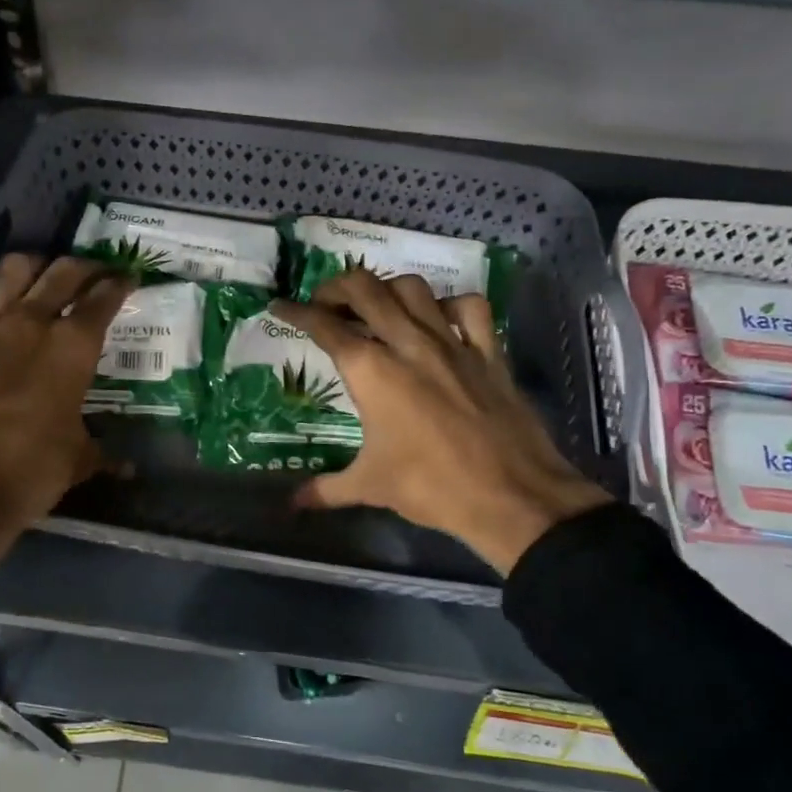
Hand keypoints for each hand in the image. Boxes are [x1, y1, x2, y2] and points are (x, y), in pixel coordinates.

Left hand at [0, 254, 132, 612]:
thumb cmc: (29, 469)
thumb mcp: (77, 461)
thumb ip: (101, 452)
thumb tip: (128, 468)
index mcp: (73, 346)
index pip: (103, 299)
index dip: (119, 284)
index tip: (127, 277)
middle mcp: (31, 321)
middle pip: (62, 272)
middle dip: (84, 266)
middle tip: (93, 272)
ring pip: (12, 270)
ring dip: (33, 267)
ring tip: (40, 275)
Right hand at [272, 269, 609, 574]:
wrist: (511, 497)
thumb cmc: (430, 487)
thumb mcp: (370, 486)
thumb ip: (325, 489)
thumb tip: (292, 505)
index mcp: (371, 371)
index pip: (324, 327)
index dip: (296, 312)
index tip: (279, 306)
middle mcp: (407, 343)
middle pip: (365, 289)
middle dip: (336, 287)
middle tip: (324, 303)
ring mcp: (452, 343)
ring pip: (413, 288)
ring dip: (386, 288)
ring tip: (375, 306)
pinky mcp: (489, 352)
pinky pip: (469, 309)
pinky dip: (448, 305)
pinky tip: (438, 320)